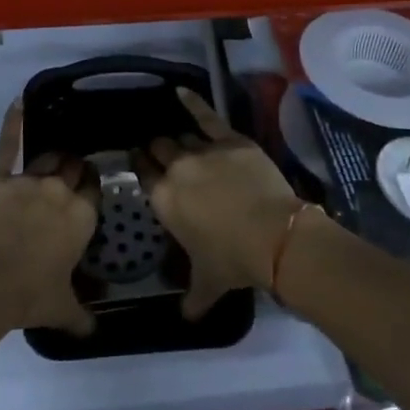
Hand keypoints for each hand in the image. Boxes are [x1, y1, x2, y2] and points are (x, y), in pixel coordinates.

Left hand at [0, 99, 99, 336]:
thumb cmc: (29, 297)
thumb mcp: (63, 308)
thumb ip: (83, 315)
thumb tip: (96, 331)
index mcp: (81, 216)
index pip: (93, 188)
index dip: (90, 187)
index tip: (87, 188)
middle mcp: (60, 191)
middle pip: (72, 168)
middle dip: (73, 170)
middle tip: (68, 177)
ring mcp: (29, 181)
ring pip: (48, 158)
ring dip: (52, 160)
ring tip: (52, 160)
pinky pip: (8, 146)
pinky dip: (13, 123)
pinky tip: (17, 102)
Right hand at [135, 88, 301, 319]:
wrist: (272, 235)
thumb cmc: (233, 260)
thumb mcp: (208, 283)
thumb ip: (192, 298)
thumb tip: (185, 317)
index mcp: (164, 200)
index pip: (143, 174)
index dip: (139, 165)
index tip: (138, 159)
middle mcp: (177, 169)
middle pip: (159, 149)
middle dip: (157, 149)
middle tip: (159, 151)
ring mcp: (203, 150)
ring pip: (182, 136)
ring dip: (178, 139)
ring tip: (176, 138)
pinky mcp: (229, 139)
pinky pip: (206, 116)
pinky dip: (193, 102)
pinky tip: (181, 92)